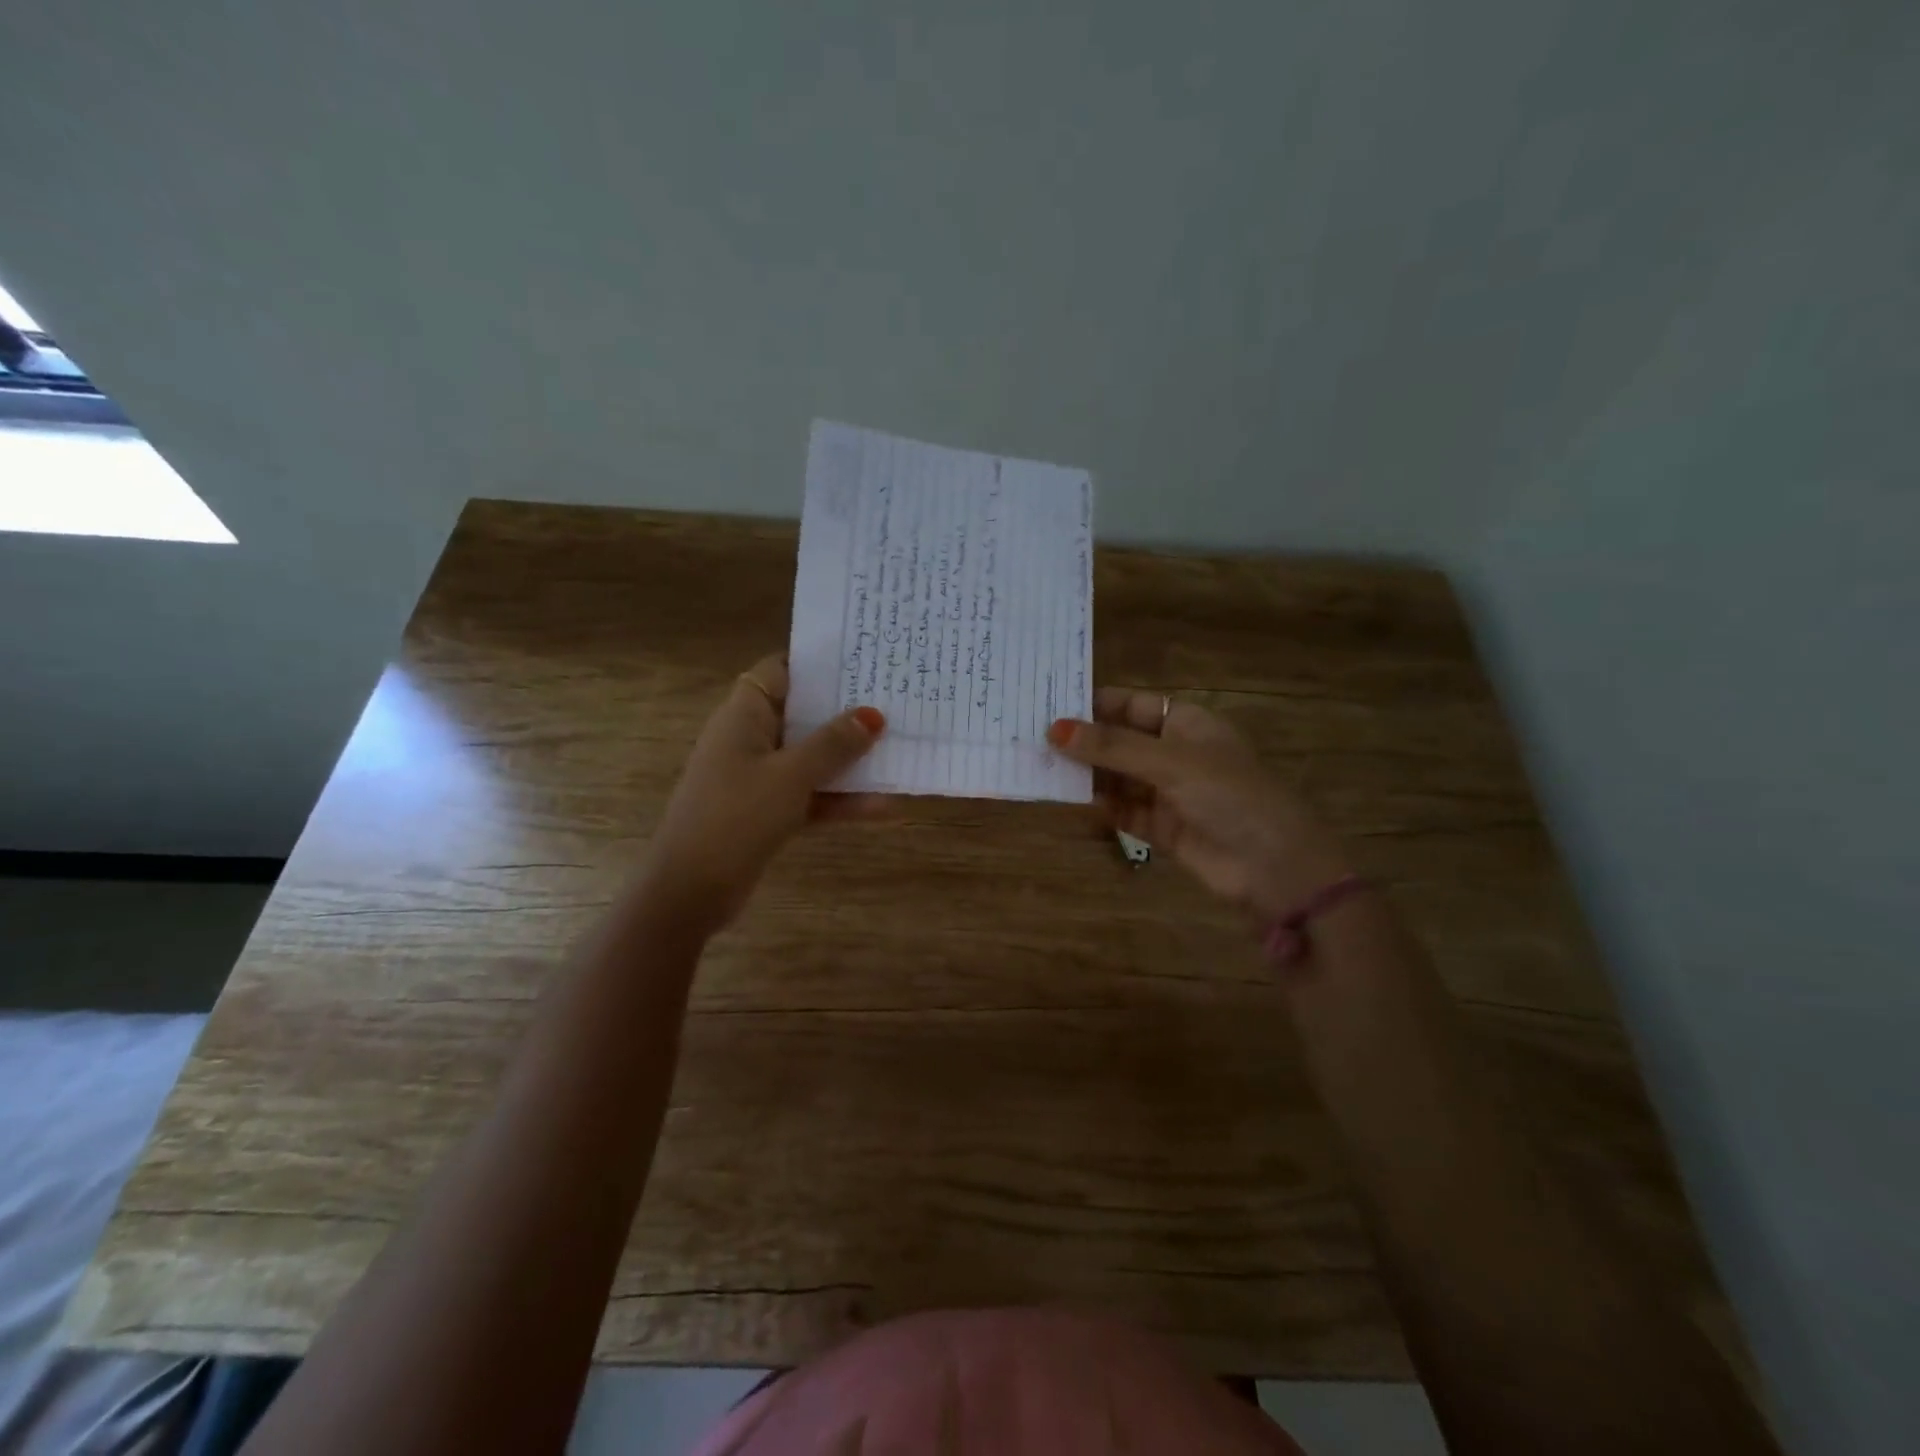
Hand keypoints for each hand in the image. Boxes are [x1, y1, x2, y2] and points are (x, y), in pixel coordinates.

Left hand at [639, 655, 885, 934]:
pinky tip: (885, 806)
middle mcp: (751, 739)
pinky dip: (841, 799)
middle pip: (802, 714)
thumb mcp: (790, 775)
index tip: (861, 660)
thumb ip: (833, 744)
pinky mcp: (768, 812)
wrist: (691, 890)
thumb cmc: (736, 816)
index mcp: (744, 716)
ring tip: (900, 748)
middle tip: (894, 699)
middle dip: (845, 711)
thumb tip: (873, 714)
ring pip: (811, 758)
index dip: (816, 662)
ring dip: (850, 759)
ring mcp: (759, 778)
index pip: (779, 670)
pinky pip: (811, 795)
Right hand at [1048, 689, 1352, 920]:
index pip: (1130, 705)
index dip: (1092, 705)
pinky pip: (1121, 809)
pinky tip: (1066, 801)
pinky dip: (1098, 806)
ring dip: (1085, 775)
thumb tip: (1054, 729)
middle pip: (1119, 741)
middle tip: (1031, 740)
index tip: (1047, 706)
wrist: (1274, 868)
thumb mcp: (1170, 762)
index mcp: (1186, 723)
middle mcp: (1174, 753)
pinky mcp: (1161, 827)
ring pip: (1116, 777)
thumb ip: (1111, 747)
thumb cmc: (1230, 796)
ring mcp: (1167, 791)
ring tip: (1038, 769)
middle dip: (1082, 742)